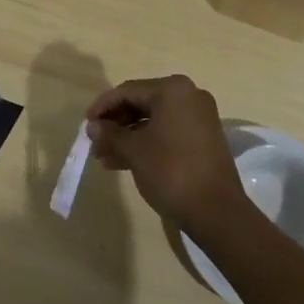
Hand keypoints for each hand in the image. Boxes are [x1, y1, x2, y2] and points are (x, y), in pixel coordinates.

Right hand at [87, 75, 248, 235]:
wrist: (217, 213)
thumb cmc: (171, 171)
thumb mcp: (134, 151)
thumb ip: (110, 134)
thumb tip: (93, 127)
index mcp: (172, 90)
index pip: (128, 91)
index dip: (103, 107)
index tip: (86, 124)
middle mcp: (188, 96)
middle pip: (141, 104)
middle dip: (115, 124)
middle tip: (95, 143)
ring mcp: (199, 118)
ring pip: (153, 121)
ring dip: (128, 137)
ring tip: (104, 158)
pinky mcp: (203, 140)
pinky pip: (167, 133)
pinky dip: (146, 144)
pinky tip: (124, 162)